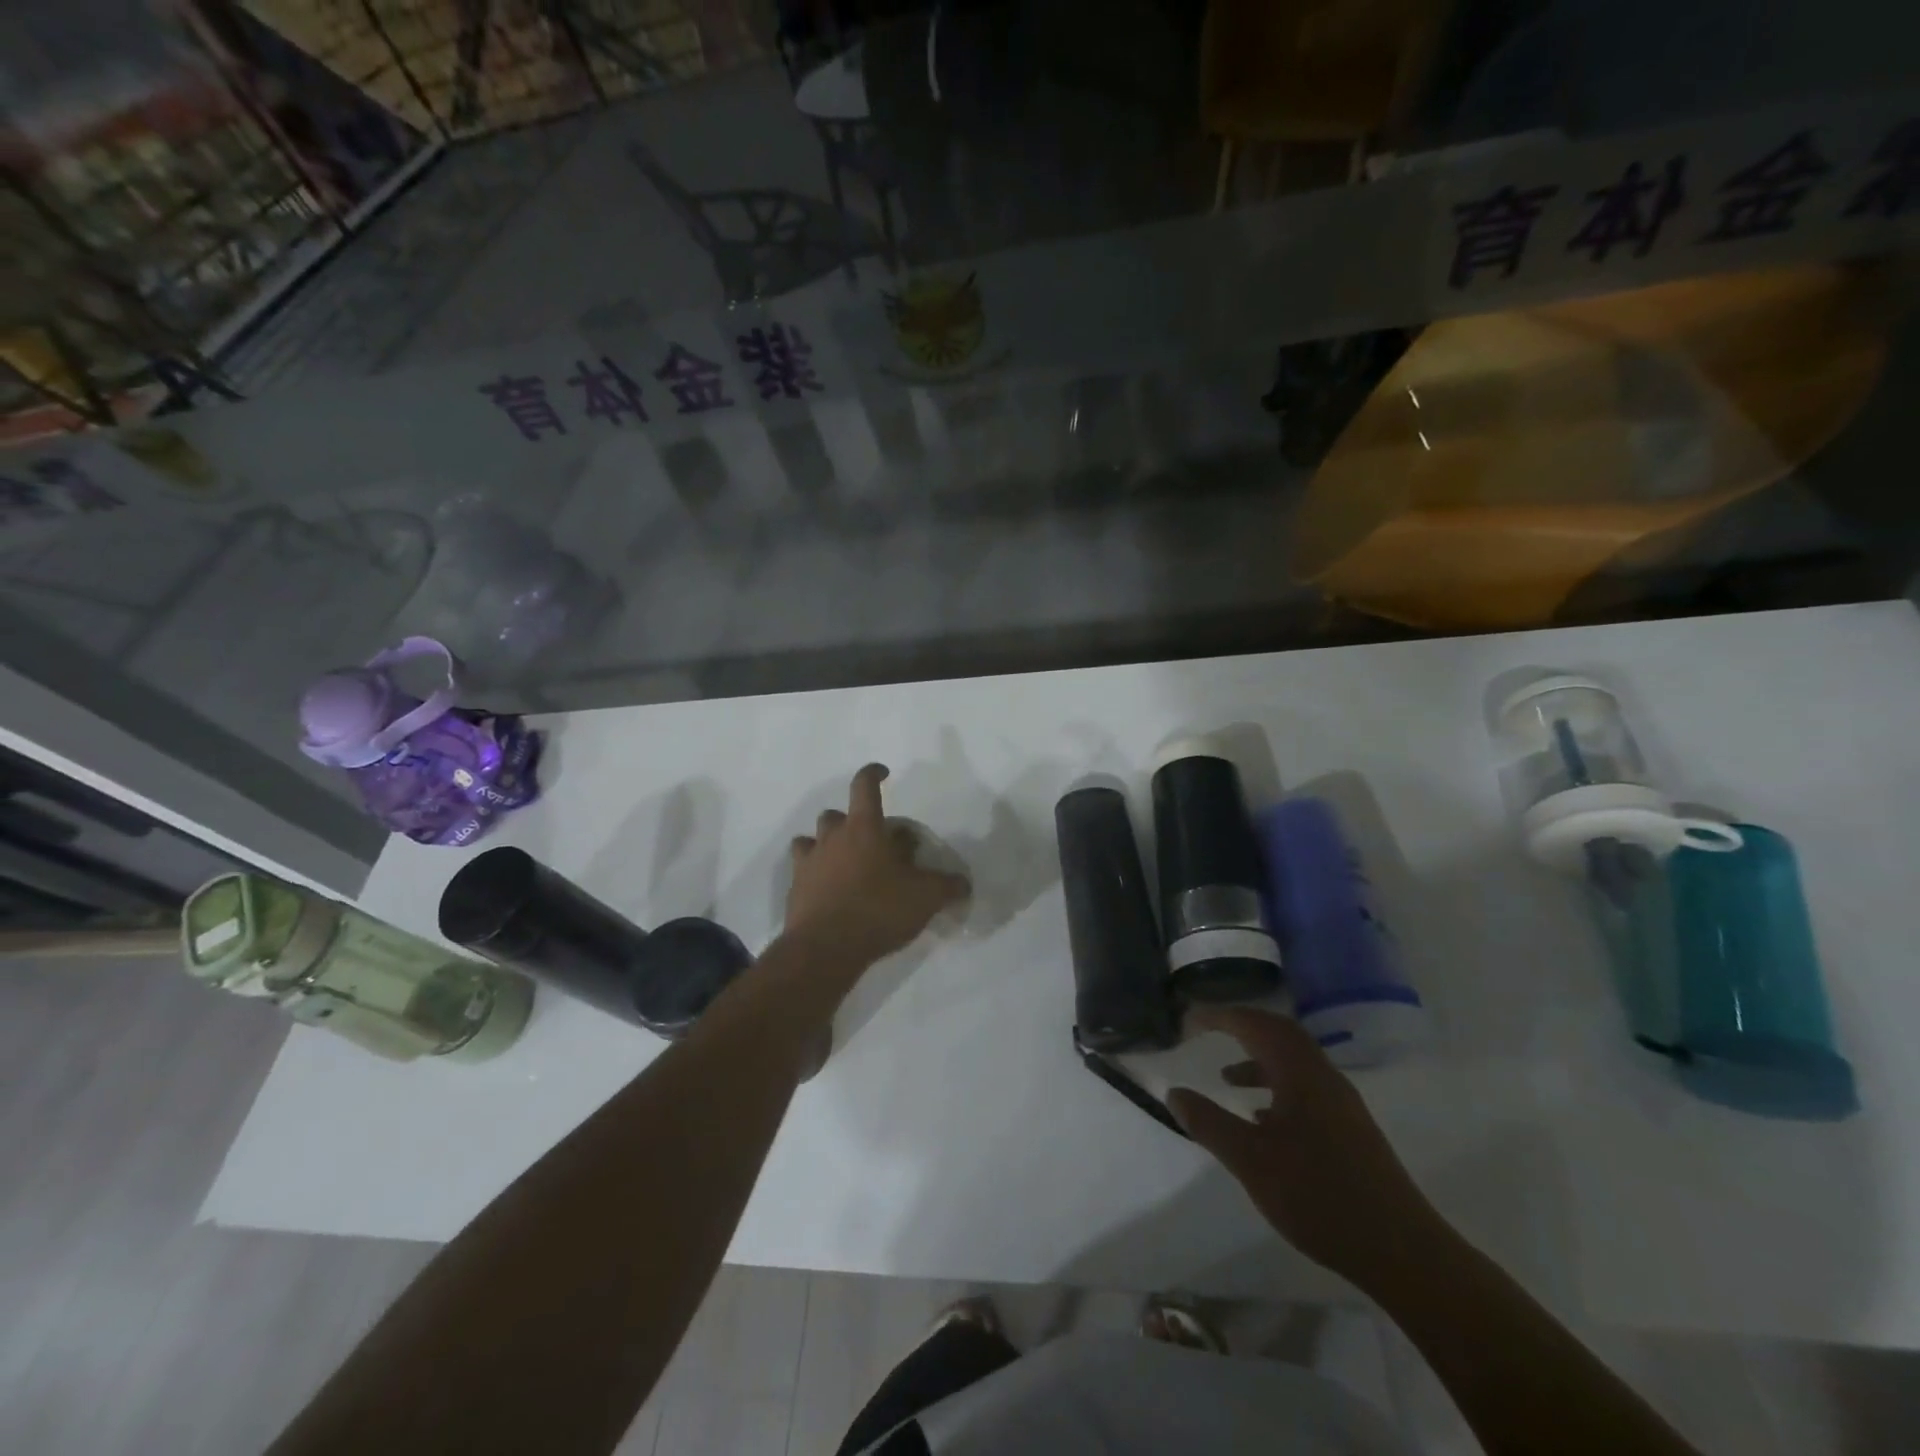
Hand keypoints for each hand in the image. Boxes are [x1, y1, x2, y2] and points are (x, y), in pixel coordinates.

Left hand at [784, 764, 970, 968]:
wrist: (825, 948)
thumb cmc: (878, 910)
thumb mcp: (925, 898)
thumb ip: (947, 886)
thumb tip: (964, 883)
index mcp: (863, 828)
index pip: (864, 786)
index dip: (873, 774)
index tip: (883, 773)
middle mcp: (832, 837)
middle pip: (836, 814)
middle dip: (852, 821)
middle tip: (871, 841)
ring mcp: (809, 862)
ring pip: (812, 839)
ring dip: (828, 844)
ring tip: (846, 863)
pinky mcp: (795, 888)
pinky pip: (802, 869)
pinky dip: (815, 872)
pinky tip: (829, 889)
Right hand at [1168, 1007, 1444, 1287]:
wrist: (1403, 1253)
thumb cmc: (1320, 1197)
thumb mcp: (1251, 1161)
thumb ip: (1209, 1123)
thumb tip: (1174, 1093)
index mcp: (1301, 1074)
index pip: (1256, 1024)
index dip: (1220, 1016)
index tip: (1189, 1019)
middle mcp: (1324, 1077)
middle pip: (1280, 1034)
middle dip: (1242, 1026)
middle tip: (1208, 1031)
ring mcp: (1342, 1104)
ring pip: (1294, 1062)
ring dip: (1258, 1059)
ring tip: (1227, 1080)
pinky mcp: (1350, 1130)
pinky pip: (1305, 1088)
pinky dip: (1276, 1087)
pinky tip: (1262, 1120)